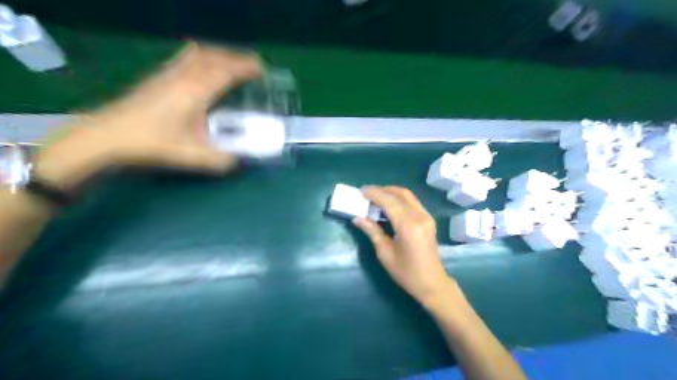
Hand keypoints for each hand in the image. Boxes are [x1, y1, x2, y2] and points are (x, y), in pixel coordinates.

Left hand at [33, 42, 260, 190]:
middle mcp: (184, 77)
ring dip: (220, 55)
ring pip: (199, 53)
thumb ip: (219, 159)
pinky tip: (202, 62)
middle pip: (215, 57)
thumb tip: (237, 160)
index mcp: (195, 93)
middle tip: (253, 67)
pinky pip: (185, 57)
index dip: (246, 68)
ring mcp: (169, 73)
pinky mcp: (159, 76)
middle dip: (237, 58)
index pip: (225, 71)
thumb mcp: (191, 156)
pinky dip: (201, 55)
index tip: (261, 70)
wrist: (110, 134)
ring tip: (233, 64)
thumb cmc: (152, 143)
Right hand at [351, 185, 456, 306]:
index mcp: (408, 226)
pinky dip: (399, 199)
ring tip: (375, 198)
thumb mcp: (385, 253)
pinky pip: (412, 202)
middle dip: (382, 190)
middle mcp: (420, 216)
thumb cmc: (406, 273)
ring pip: (408, 196)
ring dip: (391, 193)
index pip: (389, 201)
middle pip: (400, 194)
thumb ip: (372, 232)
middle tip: (366, 193)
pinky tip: (389, 206)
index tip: (361, 191)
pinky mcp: (428, 219)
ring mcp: (427, 216)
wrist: (432, 283)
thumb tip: (357, 218)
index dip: (374, 194)